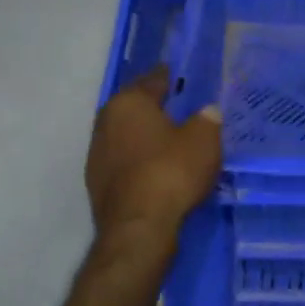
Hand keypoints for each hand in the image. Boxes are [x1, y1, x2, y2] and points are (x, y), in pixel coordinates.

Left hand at [86, 68, 222, 243]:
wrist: (138, 227)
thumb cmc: (171, 172)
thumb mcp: (204, 140)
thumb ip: (207, 119)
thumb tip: (207, 111)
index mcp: (128, 102)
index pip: (153, 80)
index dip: (171, 77)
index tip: (184, 77)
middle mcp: (105, 121)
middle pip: (135, 108)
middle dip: (156, 108)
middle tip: (181, 110)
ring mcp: (97, 154)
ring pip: (127, 136)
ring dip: (146, 137)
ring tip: (171, 142)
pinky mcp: (97, 183)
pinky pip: (125, 162)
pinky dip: (140, 161)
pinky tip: (157, 170)